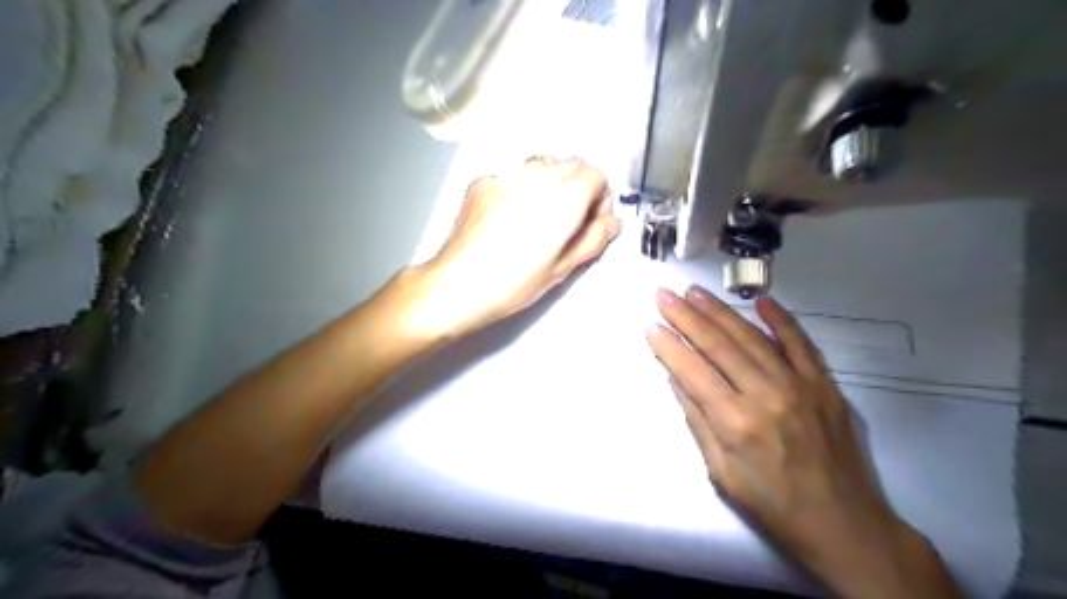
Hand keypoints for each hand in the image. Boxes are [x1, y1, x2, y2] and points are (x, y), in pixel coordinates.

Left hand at [404, 158, 622, 339]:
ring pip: (541, 165)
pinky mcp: (483, 181)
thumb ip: (594, 239)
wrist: (458, 284)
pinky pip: (511, 175)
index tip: (591, 219)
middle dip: (578, 186)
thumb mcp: (563, 268)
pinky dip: (518, 188)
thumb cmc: (512, 283)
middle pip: (571, 164)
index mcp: (564, 197)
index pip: (596, 175)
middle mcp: (537, 176)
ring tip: (538, 217)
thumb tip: (611, 223)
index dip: (599, 198)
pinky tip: (507, 218)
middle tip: (568, 220)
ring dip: (549, 183)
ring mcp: (506, 175)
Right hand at [645, 287, 964, 595]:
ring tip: (695, 292)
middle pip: (718, 346)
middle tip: (664, 295)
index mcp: (736, 423)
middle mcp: (766, 396)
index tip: (649, 325)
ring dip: (720, 312)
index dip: (668, 346)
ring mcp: (799, 386)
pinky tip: (762, 301)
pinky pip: (800, 344)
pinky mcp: (825, 385)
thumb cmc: (773, 506)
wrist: (845, 526)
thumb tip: (677, 378)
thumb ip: (698, 421)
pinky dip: (781, 319)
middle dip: (686, 317)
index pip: (693, 372)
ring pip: (752, 338)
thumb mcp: (721, 473)